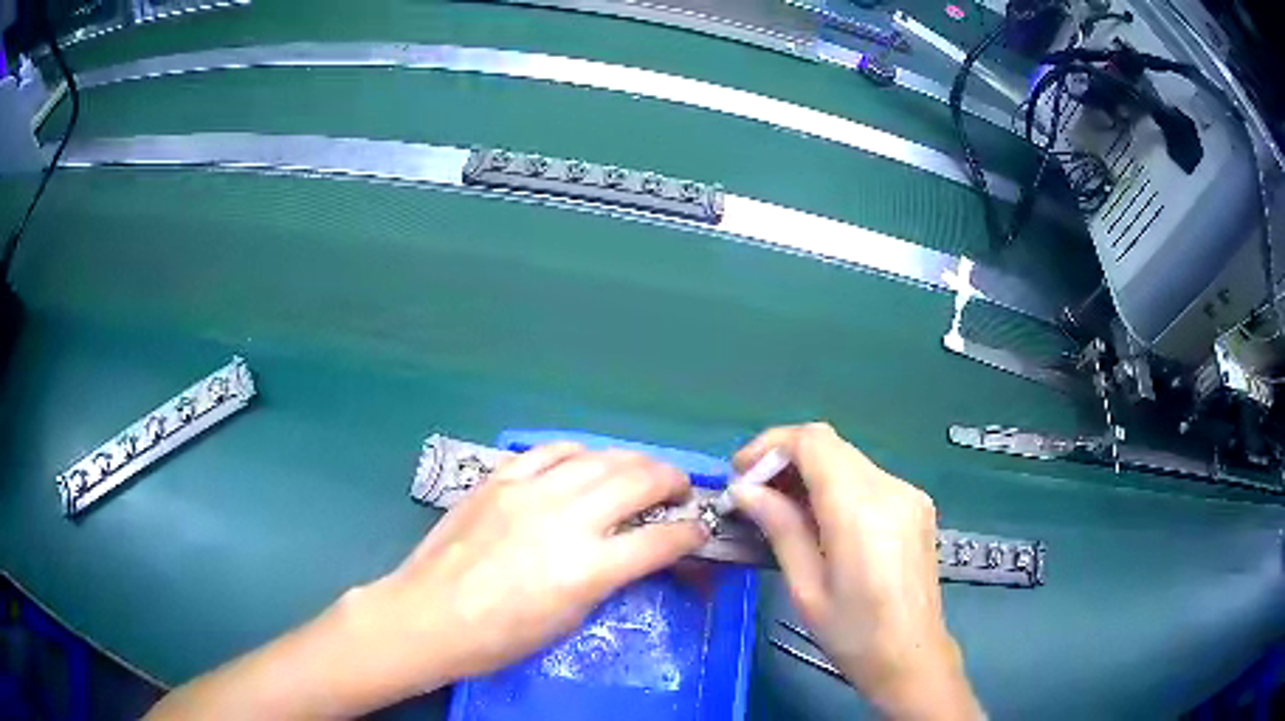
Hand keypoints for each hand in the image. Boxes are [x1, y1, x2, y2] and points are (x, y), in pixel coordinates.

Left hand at [147, 444, 707, 719]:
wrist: (427, 615)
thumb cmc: (499, 637)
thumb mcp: (567, 620)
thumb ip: (608, 580)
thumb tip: (638, 557)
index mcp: (586, 568)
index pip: (661, 539)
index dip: (690, 534)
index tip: (700, 532)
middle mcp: (565, 519)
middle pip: (638, 480)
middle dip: (671, 482)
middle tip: (681, 491)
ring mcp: (529, 491)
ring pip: (600, 457)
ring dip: (632, 461)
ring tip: (644, 471)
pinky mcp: (500, 479)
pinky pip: (552, 452)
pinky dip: (580, 454)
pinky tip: (587, 462)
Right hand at [731, 424, 981, 719]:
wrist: (912, 656)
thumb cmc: (853, 634)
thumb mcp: (806, 588)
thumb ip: (780, 528)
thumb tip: (745, 491)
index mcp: (861, 509)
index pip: (813, 442)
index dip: (771, 445)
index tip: (741, 474)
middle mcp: (891, 488)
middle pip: (831, 445)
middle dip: (785, 459)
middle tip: (753, 494)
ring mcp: (909, 494)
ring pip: (848, 459)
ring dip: (810, 472)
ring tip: (780, 510)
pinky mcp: (916, 505)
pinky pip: (867, 478)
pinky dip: (836, 486)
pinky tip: (819, 521)